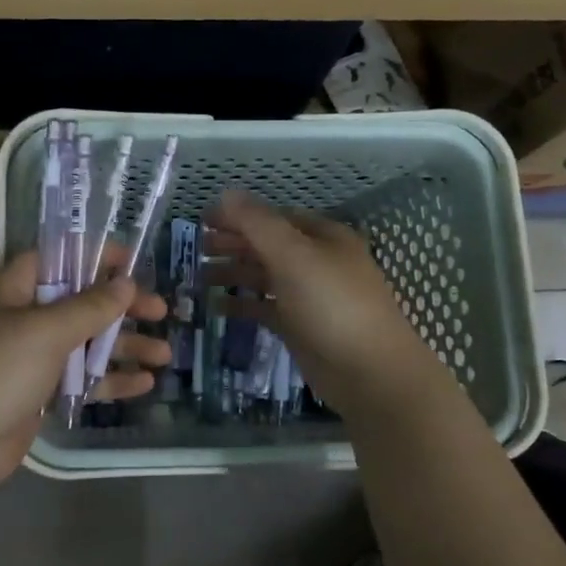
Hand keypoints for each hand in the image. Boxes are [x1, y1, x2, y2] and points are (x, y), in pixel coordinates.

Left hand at [0, 249, 170, 494]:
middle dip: (121, 307)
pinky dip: (110, 379)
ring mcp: (31, 358)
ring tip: (165, 354)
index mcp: (13, 290)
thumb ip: (90, 306)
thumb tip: (125, 283)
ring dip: (124, 346)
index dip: (95, 256)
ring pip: (86, 343)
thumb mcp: (47, 330)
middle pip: (80, 302)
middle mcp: (22, 318)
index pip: (58, 258)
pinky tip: (144, 384)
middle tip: (161, 311)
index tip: (134, 263)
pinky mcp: (39, 393)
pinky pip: (81, 378)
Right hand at [204, 190, 440, 414]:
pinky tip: (217, 307)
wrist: (369, 372)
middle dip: (233, 244)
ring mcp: (310, 296)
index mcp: (324, 237)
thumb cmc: (332, 305)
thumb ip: (257, 224)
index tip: (203, 221)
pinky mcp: (302, 327)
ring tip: (199, 277)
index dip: (240, 216)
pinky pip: (267, 308)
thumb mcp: (293, 256)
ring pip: (266, 277)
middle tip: (196, 249)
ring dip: (234, 274)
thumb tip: (226, 193)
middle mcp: (318, 262)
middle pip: (269, 245)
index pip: (275, 217)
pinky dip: (243, 305)